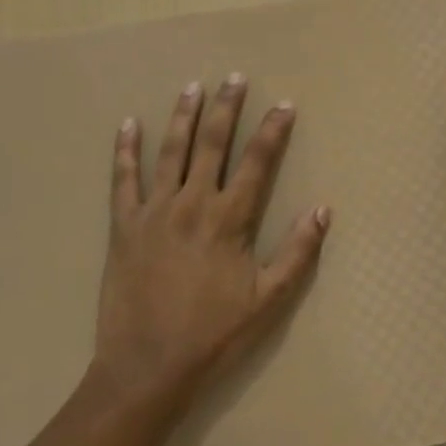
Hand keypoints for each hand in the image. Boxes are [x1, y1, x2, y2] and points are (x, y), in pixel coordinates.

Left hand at [94, 73, 330, 411]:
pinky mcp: (123, 226)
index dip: (273, 130)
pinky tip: (127, 124)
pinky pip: (122, 180)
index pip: (258, 162)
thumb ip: (297, 252)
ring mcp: (154, 211)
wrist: (147, 368)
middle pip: (212, 143)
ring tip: (192, 87)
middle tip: (234, 78)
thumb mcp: (268, 301)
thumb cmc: (213, 336)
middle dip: (226, 108)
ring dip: (182, 116)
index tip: (284, 104)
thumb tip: (323, 210)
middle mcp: (192, 204)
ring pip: (170, 151)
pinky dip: (124, 150)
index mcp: (229, 220)